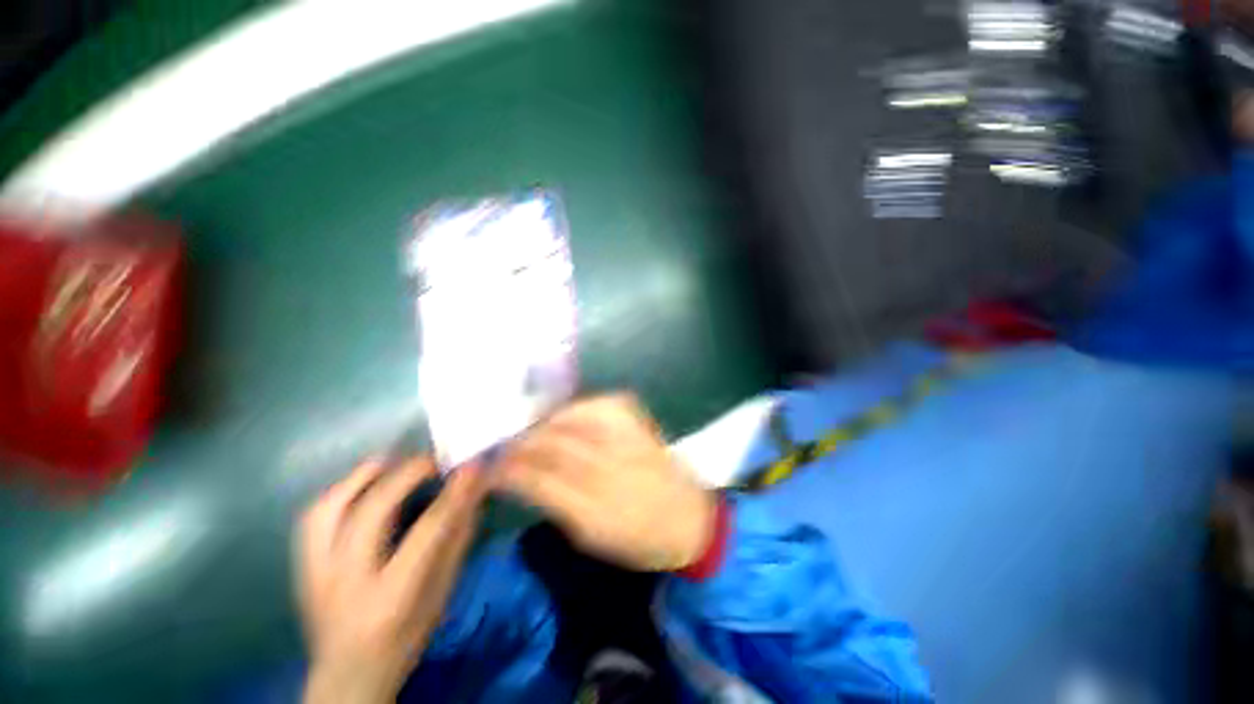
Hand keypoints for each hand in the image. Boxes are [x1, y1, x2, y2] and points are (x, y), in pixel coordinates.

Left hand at [296, 457, 485, 703]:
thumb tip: (474, 492)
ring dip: (364, 476)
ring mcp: (315, 573)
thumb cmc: (404, 639)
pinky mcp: (301, 567)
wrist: (346, 677)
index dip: (453, 493)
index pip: (427, 532)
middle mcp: (346, 581)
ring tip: (393, 462)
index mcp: (390, 596)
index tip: (473, 466)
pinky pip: (313, 517)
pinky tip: (361, 483)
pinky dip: (339, 490)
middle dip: (406, 474)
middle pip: (371, 512)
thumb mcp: (442, 595)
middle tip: (434, 460)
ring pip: (330, 508)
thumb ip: (457, 541)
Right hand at [498, 394, 716, 571]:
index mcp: (597, 509)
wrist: (688, 517)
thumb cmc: (636, 537)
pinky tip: (565, 416)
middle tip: (502, 444)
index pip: (538, 479)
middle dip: (521, 441)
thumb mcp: (589, 535)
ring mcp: (628, 435)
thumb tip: (518, 478)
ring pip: (573, 417)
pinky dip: (576, 408)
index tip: (490, 465)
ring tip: (528, 428)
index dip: (509, 469)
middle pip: (553, 443)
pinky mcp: (639, 418)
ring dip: (544, 422)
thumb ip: (552, 503)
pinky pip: (599, 403)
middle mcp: (612, 466)